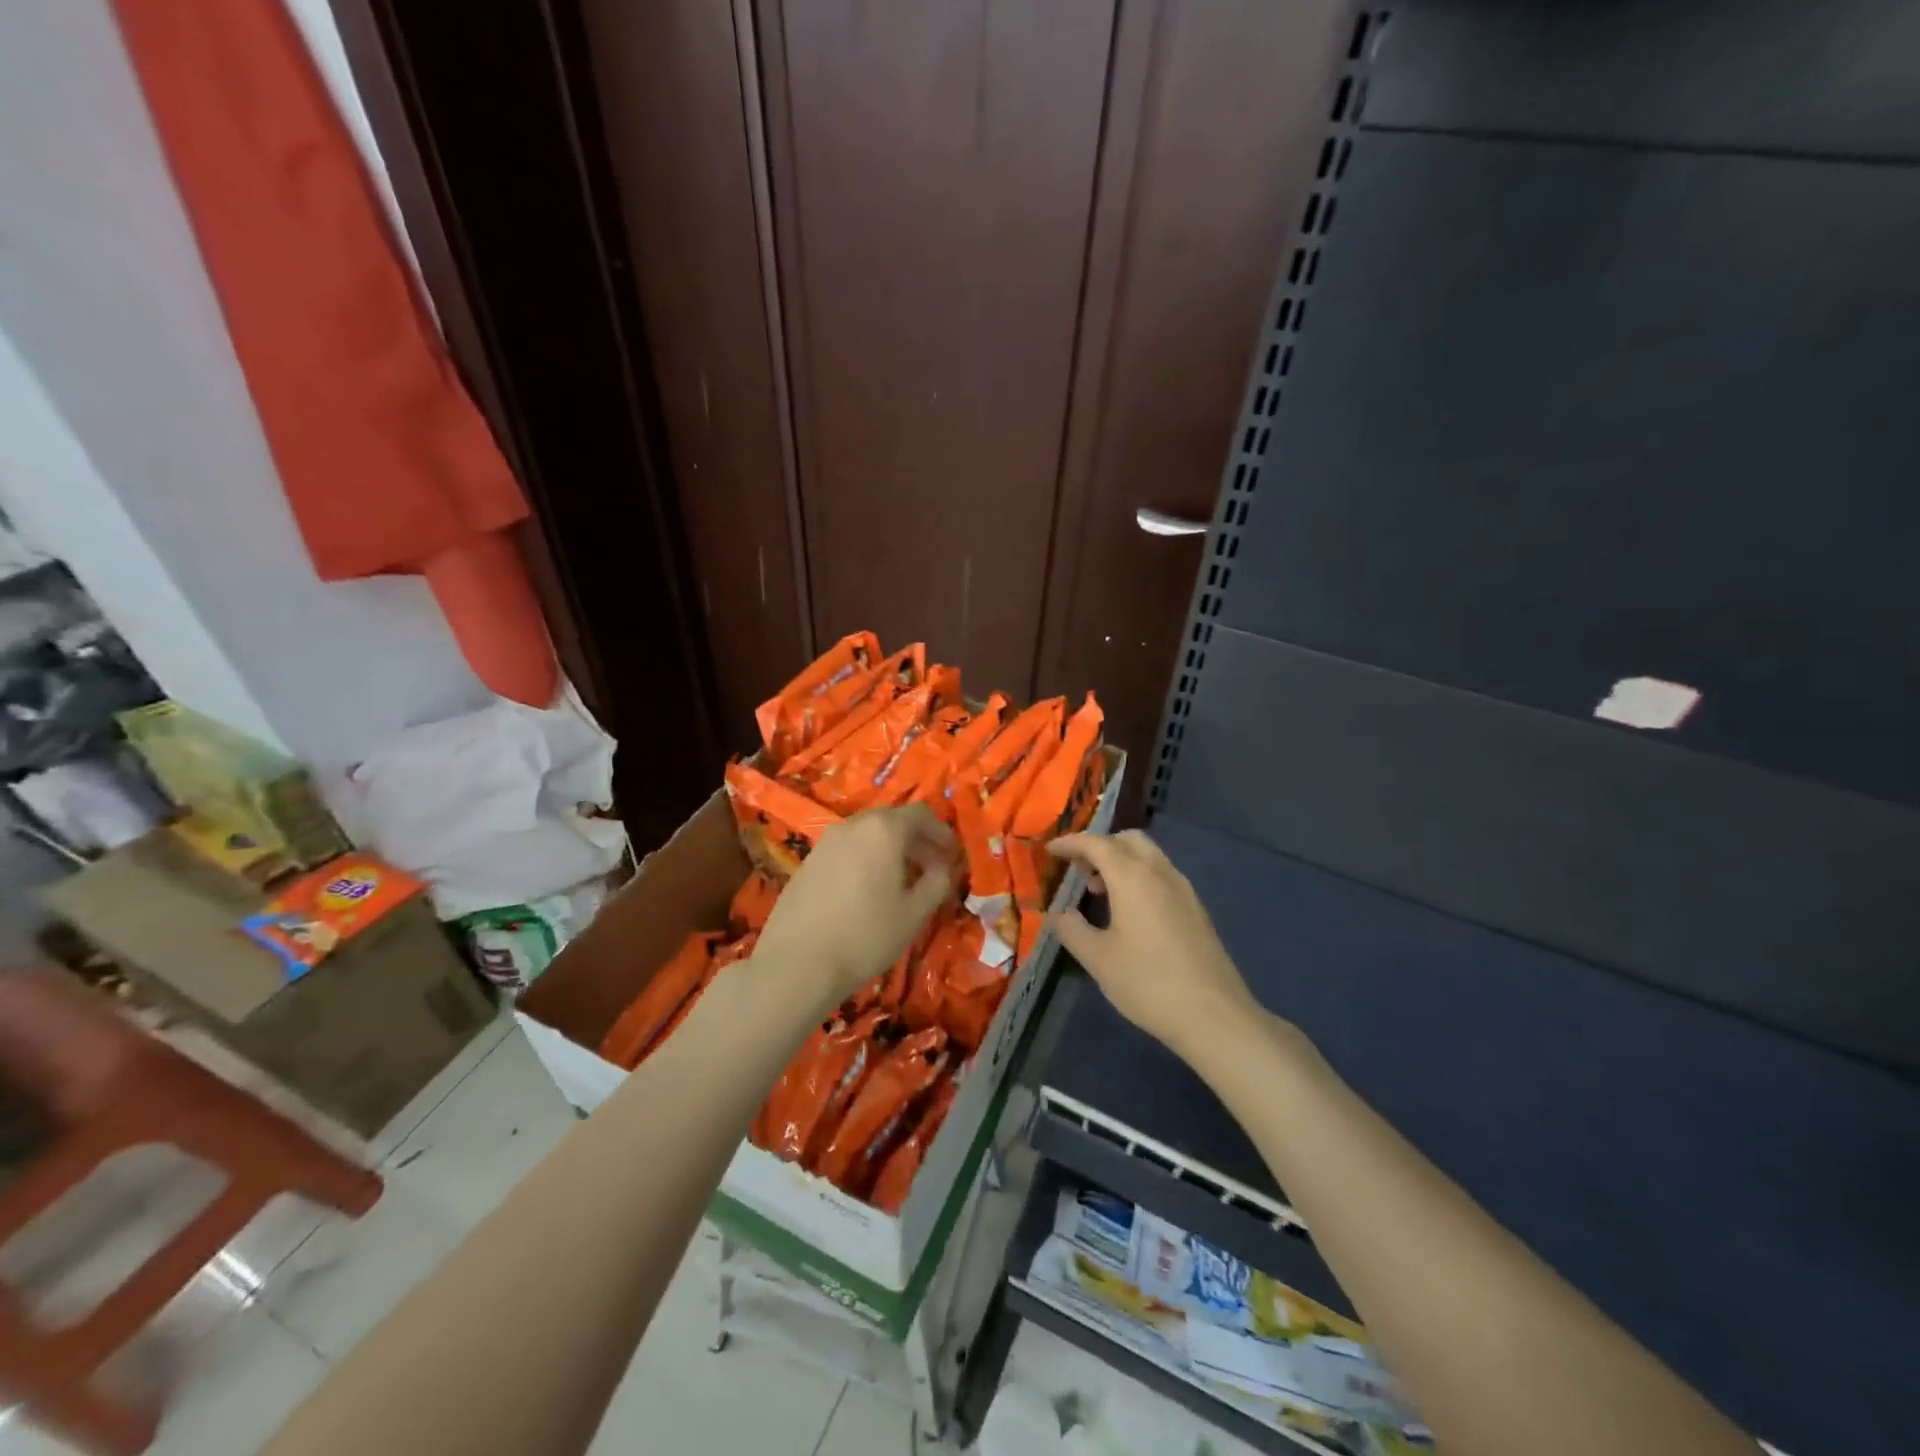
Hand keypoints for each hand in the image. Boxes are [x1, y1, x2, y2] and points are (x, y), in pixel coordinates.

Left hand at [755, 803, 954, 1004]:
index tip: (952, 856)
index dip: (941, 832)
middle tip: (931, 868)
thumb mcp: (914, 913)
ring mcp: (826, 842)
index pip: (921, 814)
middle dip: (916, 840)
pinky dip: (865, 859)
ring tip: (901, 881)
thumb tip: (943, 869)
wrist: (797, 963)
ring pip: (867, 834)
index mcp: (884, 830)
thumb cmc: (866, 935)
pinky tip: (867, 891)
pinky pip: (846, 849)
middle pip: (893, 820)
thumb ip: (937, 883)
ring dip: (890, 849)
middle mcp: (853, 825)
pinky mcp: (808, 862)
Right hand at [1048, 830, 1258, 1058]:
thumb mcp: (1098, 959)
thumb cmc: (1148, 982)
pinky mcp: (1196, 909)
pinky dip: (1139, 876)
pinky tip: (1130, 911)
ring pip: (1148, 856)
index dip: (1071, 843)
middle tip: (1078, 869)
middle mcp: (1160, 872)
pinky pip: (1161, 875)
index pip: (1097, 843)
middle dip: (1100, 846)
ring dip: (1121, 861)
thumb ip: (1071, 929)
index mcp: (1133, 877)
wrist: (1214, 1015)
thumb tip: (1057, 913)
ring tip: (1099, 892)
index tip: (1050, 851)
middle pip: (1127, 840)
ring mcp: (1183, 889)